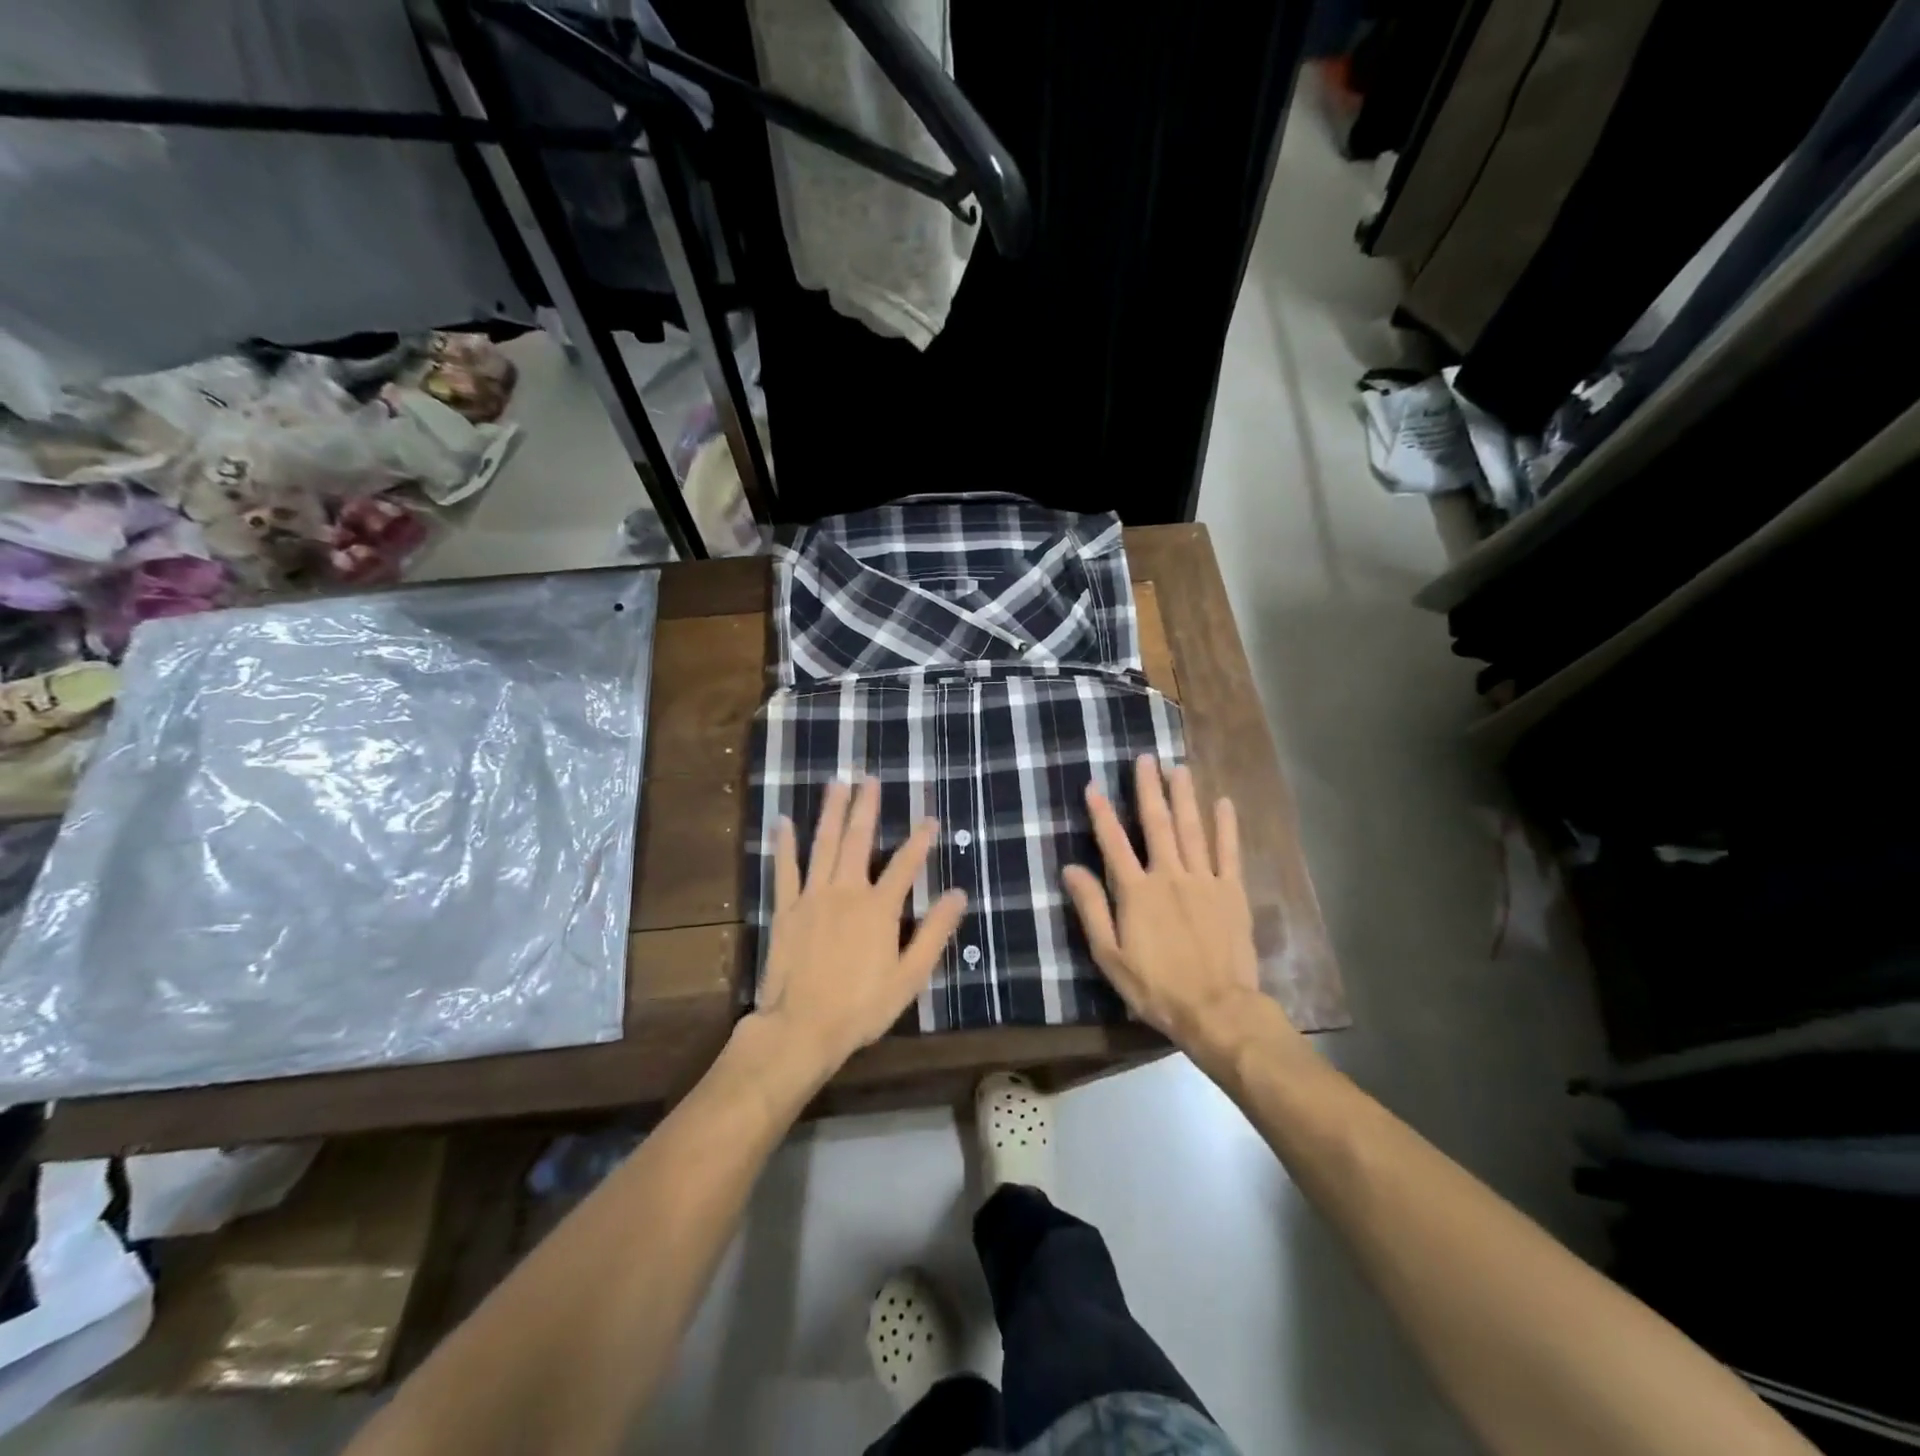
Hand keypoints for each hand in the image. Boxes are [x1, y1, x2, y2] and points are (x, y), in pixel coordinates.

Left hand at [751, 777, 967, 1075]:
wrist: (802, 1027)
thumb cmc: (861, 1006)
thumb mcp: (910, 976)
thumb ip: (934, 933)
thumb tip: (957, 895)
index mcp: (879, 908)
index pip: (906, 864)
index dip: (920, 840)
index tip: (930, 819)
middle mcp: (846, 891)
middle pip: (858, 841)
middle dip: (866, 808)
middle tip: (870, 778)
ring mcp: (813, 897)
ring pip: (823, 845)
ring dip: (831, 812)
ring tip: (836, 784)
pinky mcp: (786, 908)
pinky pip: (785, 870)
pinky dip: (784, 845)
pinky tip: (784, 821)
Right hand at [1062, 756, 1272, 1053]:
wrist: (1217, 1009)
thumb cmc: (1156, 987)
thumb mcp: (1110, 955)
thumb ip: (1092, 908)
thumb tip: (1070, 868)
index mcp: (1136, 891)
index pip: (1113, 843)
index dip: (1101, 812)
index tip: (1092, 785)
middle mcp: (1169, 875)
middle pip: (1156, 824)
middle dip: (1148, 789)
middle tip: (1145, 758)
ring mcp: (1204, 880)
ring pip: (1192, 829)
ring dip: (1184, 796)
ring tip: (1179, 768)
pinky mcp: (1231, 892)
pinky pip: (1229, 852)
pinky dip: (1226, 826)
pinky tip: (1224, 803)